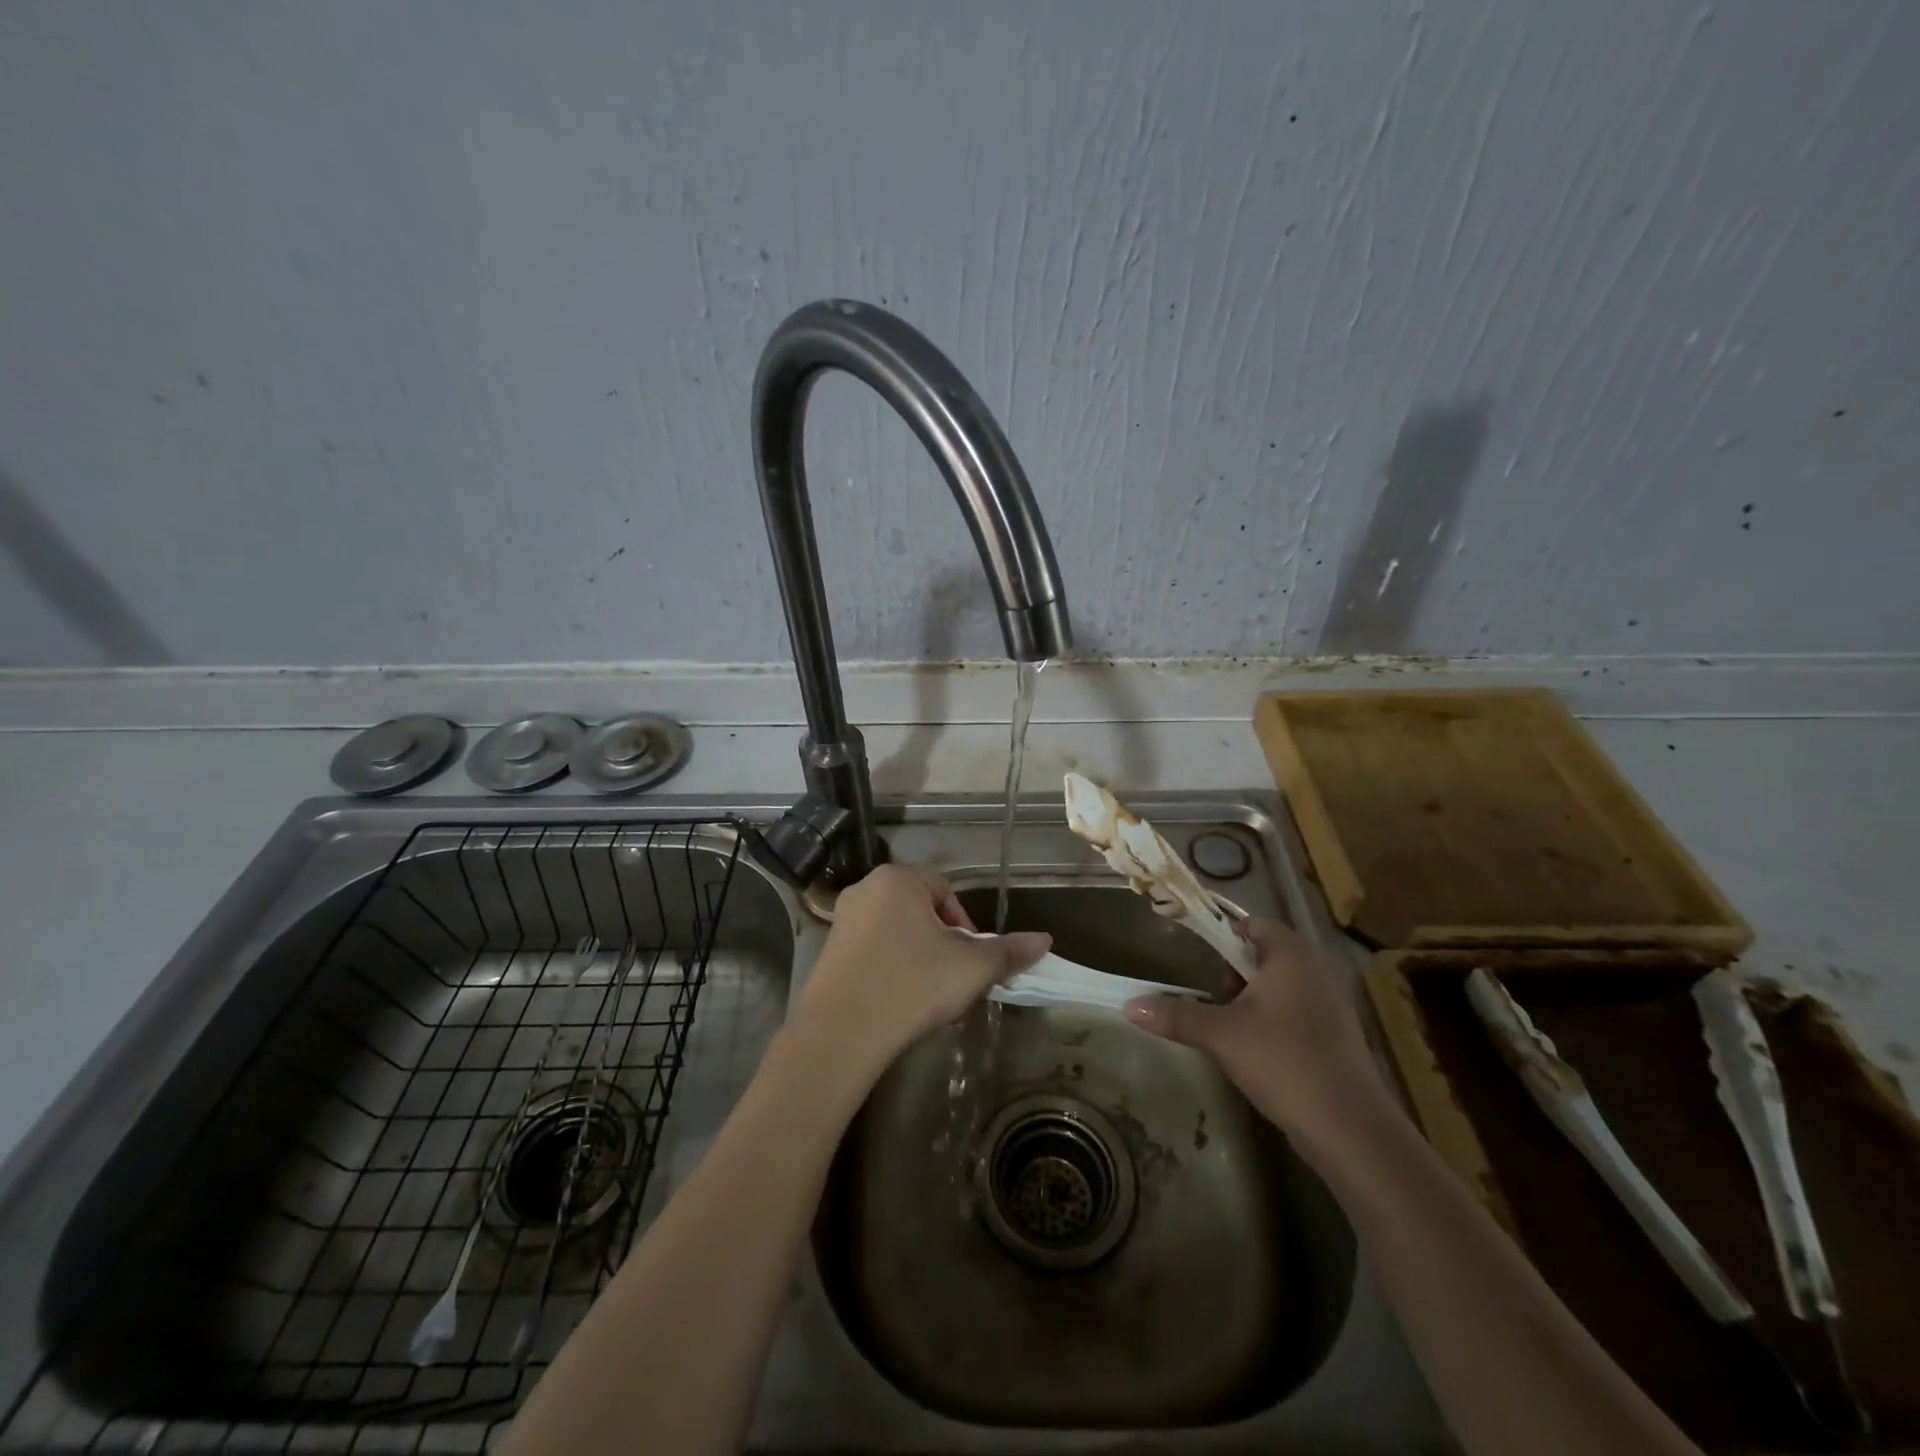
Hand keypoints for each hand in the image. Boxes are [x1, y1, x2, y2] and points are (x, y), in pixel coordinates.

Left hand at [791, 864, 1050, 1078]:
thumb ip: (1008, 951)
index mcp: (898, 879)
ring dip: (917, 955)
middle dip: (941, 941)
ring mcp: (841, 920)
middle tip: (953, 978)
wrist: (841, 1032)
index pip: (945, 890)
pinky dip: (889, 968)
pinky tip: (897, 1001)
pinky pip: (870, 950)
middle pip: (919, 909)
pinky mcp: (826, 952)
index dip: (965, 925)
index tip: (970, 960)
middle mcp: (865, 889)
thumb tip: (1045, 940)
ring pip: (894, 930)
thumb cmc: (912, 984)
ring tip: (927, 993)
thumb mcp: (971, 968)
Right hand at [1125, 917, 1388, 1154]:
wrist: (1349, 1127)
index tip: (1192, 959)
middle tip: (1211, 999)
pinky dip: (1272, 1022)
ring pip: (1278, 985)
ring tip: (1227, 1027)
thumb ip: (1175, 1015)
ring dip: (1250, 1001)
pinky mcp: (1338, 1034)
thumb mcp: (1220, 1034)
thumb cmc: (1282, 1060)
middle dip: (1232, 974)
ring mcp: (1331, 1001)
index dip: (1219, 937)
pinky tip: (1256, 1050)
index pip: (1248, 924)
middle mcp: (1316, 967)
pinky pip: (1295, 1011)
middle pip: (1262, 954)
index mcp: (1291, 952)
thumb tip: (1129, 1005)